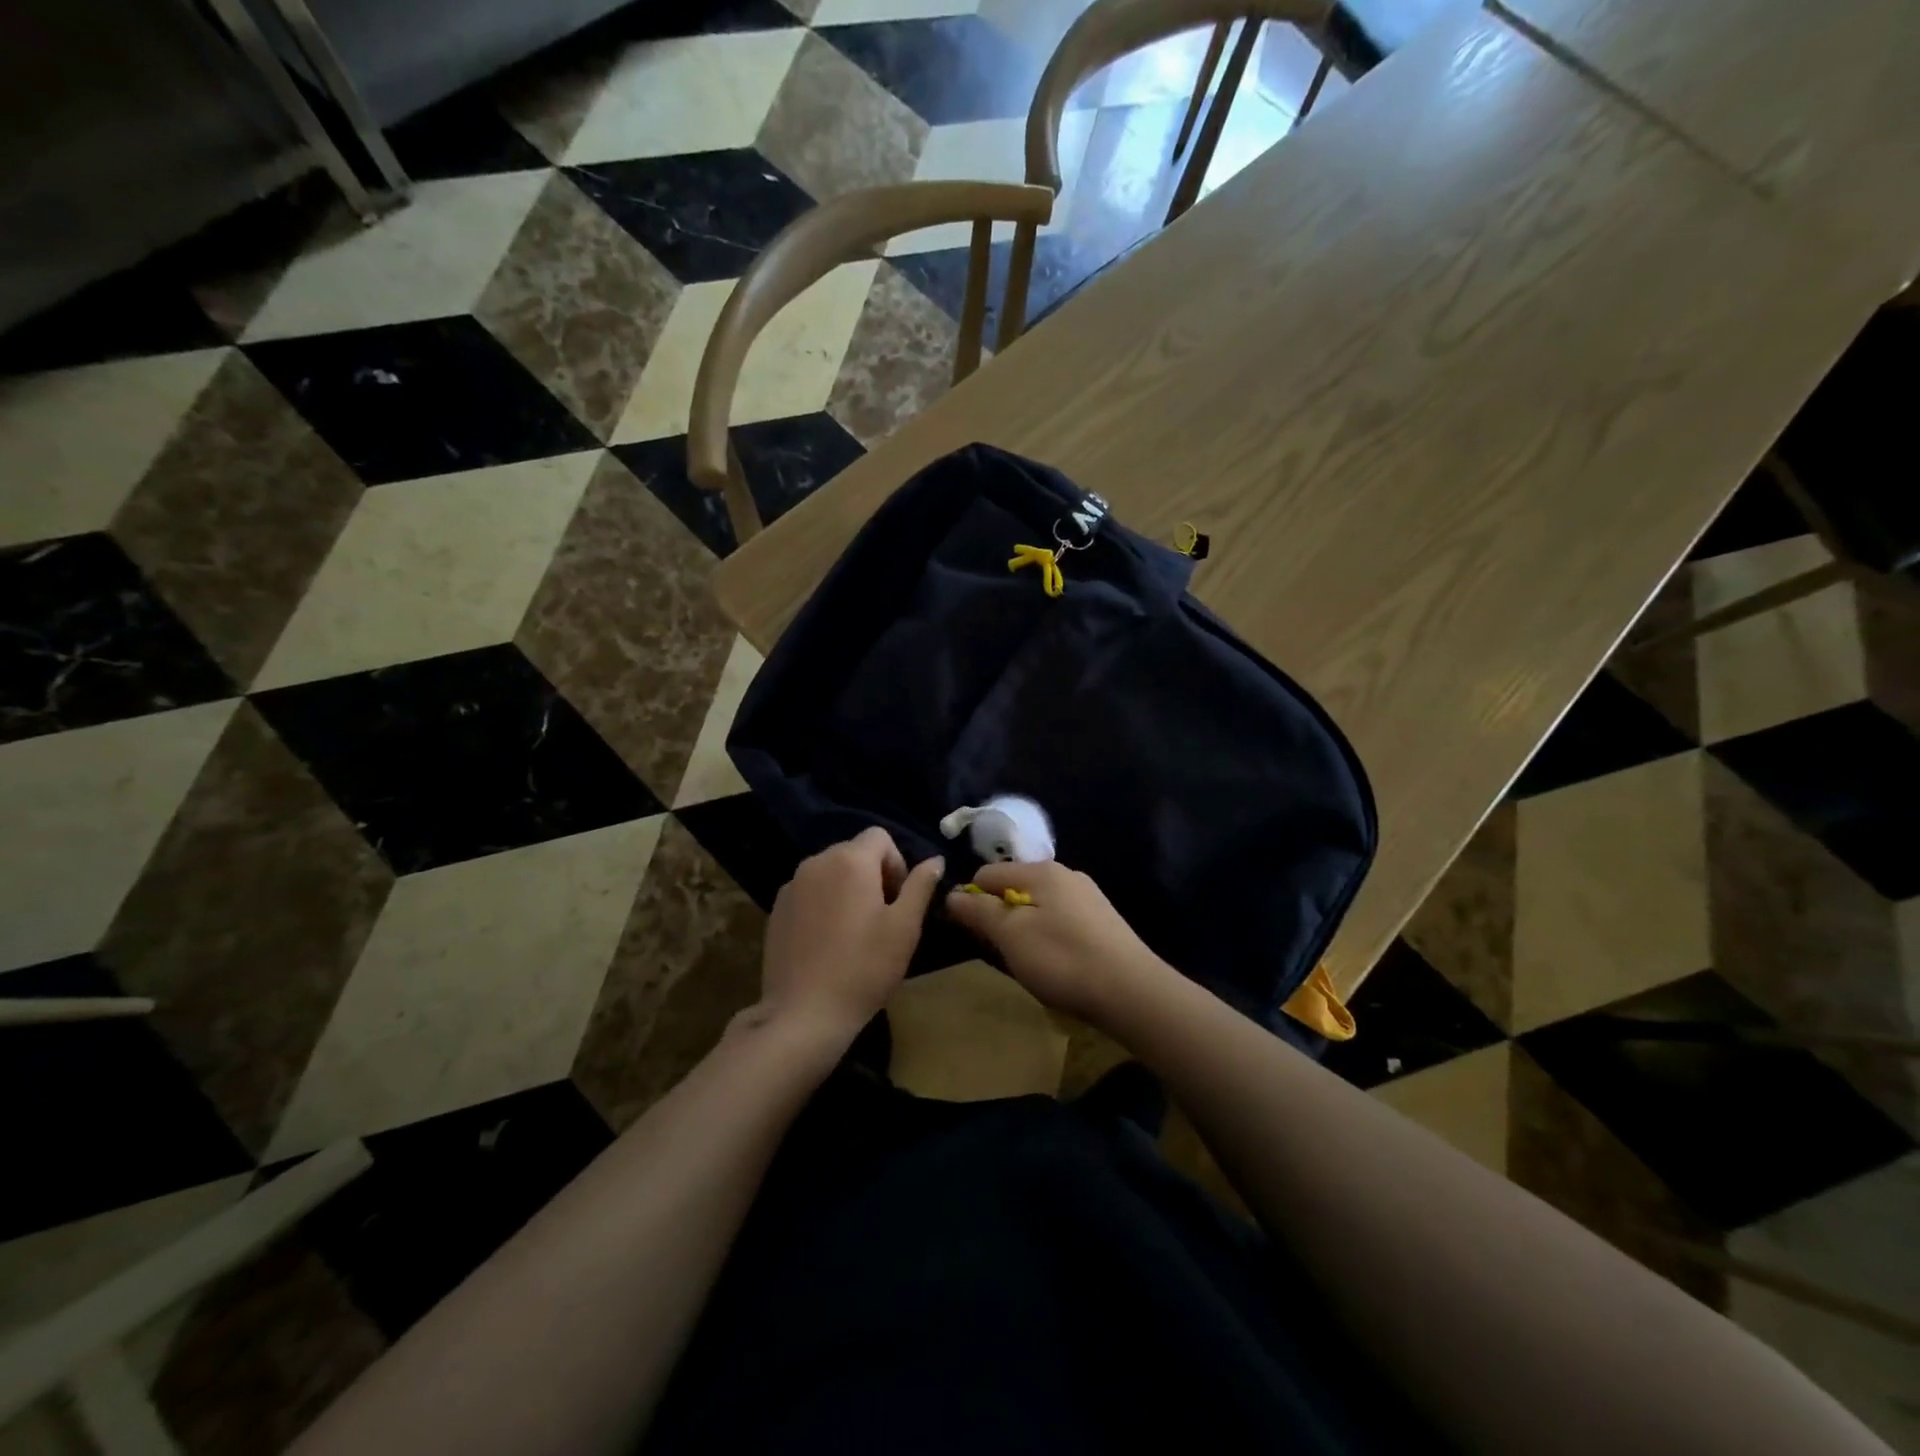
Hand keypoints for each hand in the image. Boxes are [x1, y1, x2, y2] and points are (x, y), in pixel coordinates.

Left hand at [760, 828, 943, 1038]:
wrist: (804, 1014)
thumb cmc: (864, 968)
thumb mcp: (904, 927)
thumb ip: (920, 886)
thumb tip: (935, 860)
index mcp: (850, 860)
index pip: (879, 837)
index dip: (896, 863)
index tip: (898, 900)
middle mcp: (816, 862)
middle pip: (853, 852)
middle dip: (873, 875)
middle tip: (881, 918)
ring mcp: (791, 885)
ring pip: (830, 872)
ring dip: (847, 889)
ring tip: (854, 931)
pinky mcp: (776, 910)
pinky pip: (809, 892)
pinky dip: (823, 904)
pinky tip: (828, 942)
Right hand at [944, 861, 1166, 1024]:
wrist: (1132, 991)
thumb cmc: (1063, 959)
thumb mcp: (1011, 936)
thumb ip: (980, 911)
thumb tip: (952, 893)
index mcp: (1041, 871)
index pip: (987, 873)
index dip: (972, 901)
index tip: (972, 934)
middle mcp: (1066, 874)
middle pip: (1015, 888)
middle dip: (1001, 917)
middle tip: (1002, 952)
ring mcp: (1088, 897)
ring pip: (1039, 905)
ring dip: (1025, 929)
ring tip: (1031, 962)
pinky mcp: (1103, 921)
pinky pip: (1061, 920)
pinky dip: (1049, 937)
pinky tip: (1058, 964)